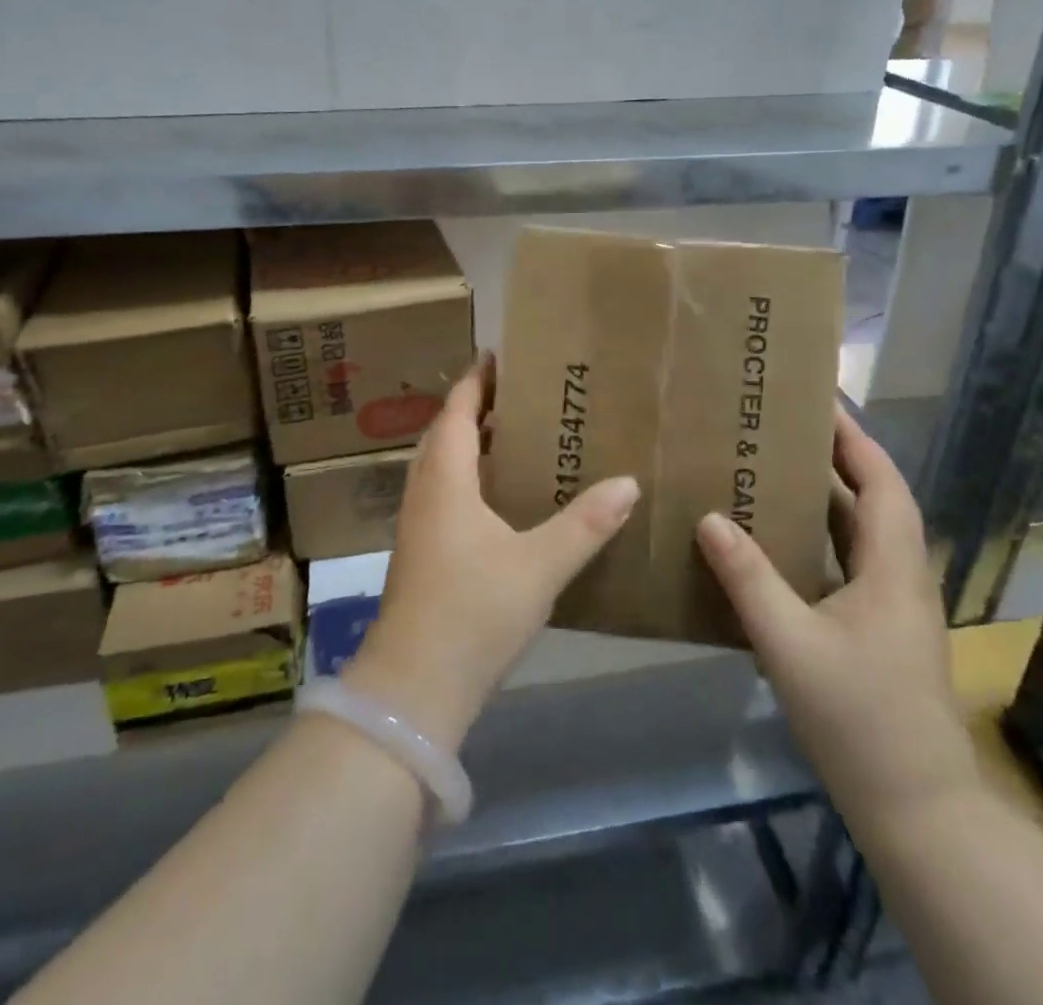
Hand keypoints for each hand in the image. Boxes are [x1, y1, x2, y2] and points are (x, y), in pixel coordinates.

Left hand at [345, 358, 639, 751]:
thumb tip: (628, 482)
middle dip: (478, 409)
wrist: (414, 687)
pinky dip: (472, 480)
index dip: (476, 381)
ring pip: (445, 467)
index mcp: (446, 480)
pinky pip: (447, 495)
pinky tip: (503, 500)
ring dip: (474, 445)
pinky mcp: (422, 554)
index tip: (498, 355)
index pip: (458, 412)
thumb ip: (585, 524)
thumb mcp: (539, 565)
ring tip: (518, 437)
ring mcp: (419, 526)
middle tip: (522, 394)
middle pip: (447, 434)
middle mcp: (426, 493)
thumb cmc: (473, 612)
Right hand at [695, 404, 979, 835]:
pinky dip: (817, 538)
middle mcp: (900, 577)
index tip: (819, 401)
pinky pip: (847, 563)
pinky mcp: (878, 630)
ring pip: (860, 533)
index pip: (881, 482)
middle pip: (873, 499)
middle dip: (835, 458)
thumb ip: (749, 578)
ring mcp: (891, 606)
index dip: (854, 438)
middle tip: (782, 427)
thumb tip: (710, 518)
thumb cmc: (859, 718)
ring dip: (825, 497)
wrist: (917, 809)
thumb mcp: (790, 644)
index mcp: (892, 568)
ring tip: (772, 470)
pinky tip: (776, 543)